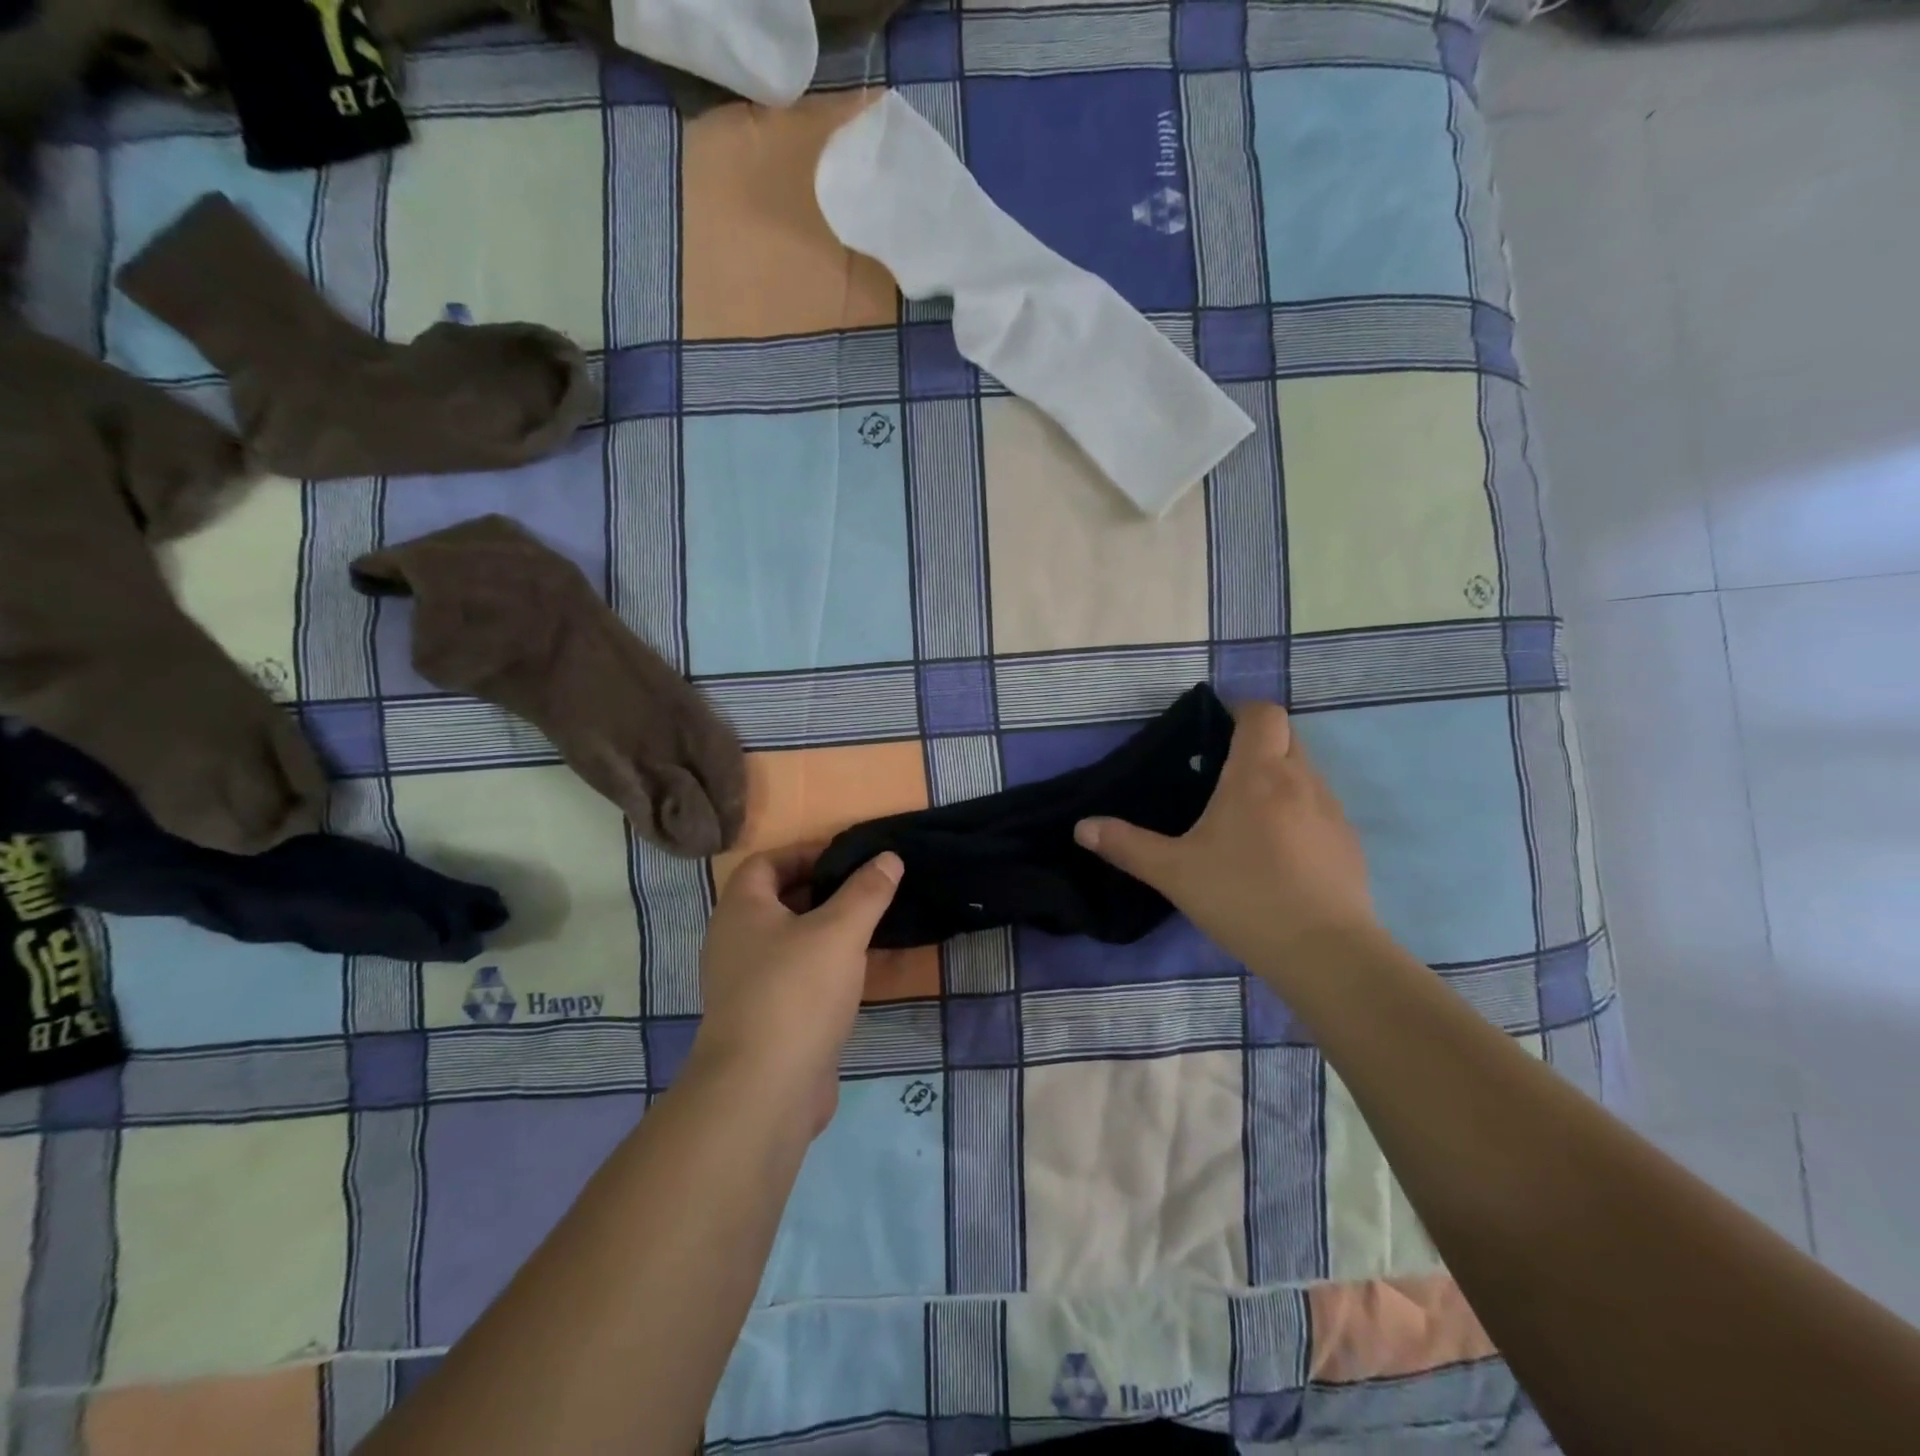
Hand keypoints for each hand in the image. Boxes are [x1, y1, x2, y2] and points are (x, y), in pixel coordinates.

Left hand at [688, 844, 902, 1135]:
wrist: (762, 1093)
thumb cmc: (796, 993)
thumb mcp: (840, 932)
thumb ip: (867, 892)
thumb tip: (889, 857)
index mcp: (741, 910)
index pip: (767, 862)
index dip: (805, 853)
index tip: (848, 858)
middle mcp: (734, 942)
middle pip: (777, 900)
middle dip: (821, 891)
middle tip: (866, 890)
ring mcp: (745, 984)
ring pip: (788, 941)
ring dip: (824, 931)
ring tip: (868, 927)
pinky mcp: (763, 1018)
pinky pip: (794, 976)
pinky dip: (822, 967)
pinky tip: (855, 974)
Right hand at [1074, 702, 1379, 971]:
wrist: (1324, 952)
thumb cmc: (1243, 896)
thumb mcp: (1173, 872)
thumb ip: (1126, 845)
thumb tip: (1082, 827)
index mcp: (1257, 774)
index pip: (1263, 713)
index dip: (1240, 710)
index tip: (1214, 729)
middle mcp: (1301, 779)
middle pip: (1286, 735)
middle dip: (1256, 742)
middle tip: (1220, 773)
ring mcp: (1331, 811)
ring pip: (1305, 771)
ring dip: (1279, 777)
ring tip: (1245, 815)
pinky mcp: (1348, 842)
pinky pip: (1320, 807)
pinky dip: (1298, 811)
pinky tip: (1277, 852)